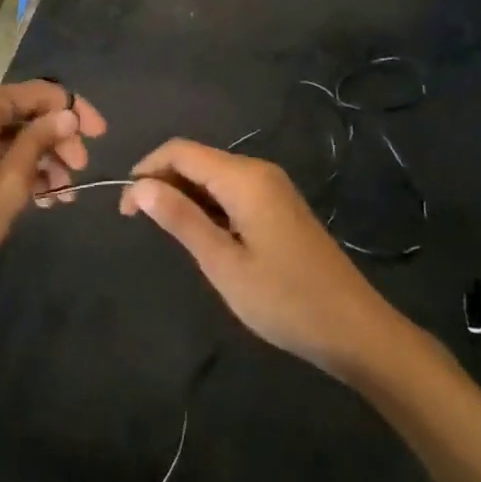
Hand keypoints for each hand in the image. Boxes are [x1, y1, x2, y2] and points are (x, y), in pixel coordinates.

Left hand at [0, 80, 107, 293]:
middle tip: (78, 174)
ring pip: (11, 132)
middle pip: (26, 112)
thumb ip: (41, 139)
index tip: (100, 137)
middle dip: (58, 141)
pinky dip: (16, 164)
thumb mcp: (13, 180)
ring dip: (41, 158)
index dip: (75, 111)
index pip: (41, 92)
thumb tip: (68, 113)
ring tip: (62, 194)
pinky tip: (39, 195)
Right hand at [121, 139, 393, 375]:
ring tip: (167, 234)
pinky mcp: (280, 206)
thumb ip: (181, 219)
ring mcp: (273, 187)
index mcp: (244, 178)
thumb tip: (140, 185)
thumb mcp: (223, 263)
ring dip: (183, 195)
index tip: (125, 209)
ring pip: (213, 175)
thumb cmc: (285, 300)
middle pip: (196, 159)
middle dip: (162, 182)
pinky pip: (232, 191)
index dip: (146, 171)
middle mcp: (259, 171)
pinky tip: (202, 236)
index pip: (180, 151)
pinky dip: (207, 205)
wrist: (355, 330)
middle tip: (139, 224)